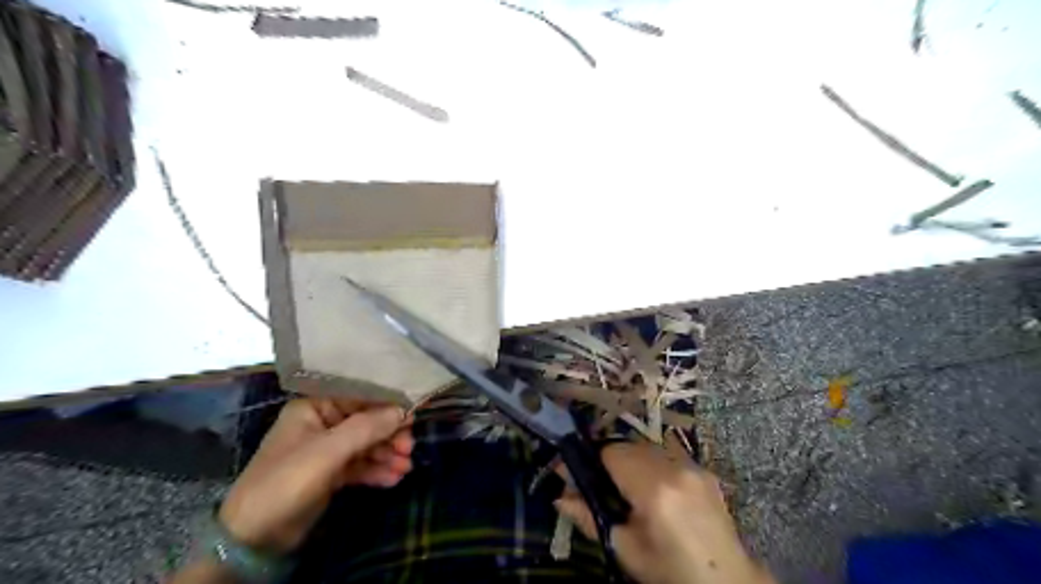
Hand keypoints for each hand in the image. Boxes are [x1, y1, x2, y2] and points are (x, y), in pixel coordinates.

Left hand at [219, 400, 414, 553]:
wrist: (253, 539)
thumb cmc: (286, 482)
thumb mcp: (328, 452)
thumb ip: (367, 427)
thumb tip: (404, 410)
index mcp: (314, 407)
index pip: (359, 396)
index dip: (387, 403)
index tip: (413, 414)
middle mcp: (322, 423)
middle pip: (366, 421)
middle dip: (390, 434)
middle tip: (409, 447)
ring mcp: (327, 450)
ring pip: (366, 444)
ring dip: (387, 454)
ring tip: (406, 467)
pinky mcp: (331, 473)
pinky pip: (361, 465)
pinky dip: (377, 470)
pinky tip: (394, 478)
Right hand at [557, 443, 766, 582]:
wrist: (725, 580)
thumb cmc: (670, 571)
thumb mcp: (625, 550)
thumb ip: (589, 518)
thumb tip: (559, 498)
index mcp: (654, 489)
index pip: (611, 452)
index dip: (591, 460)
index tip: (577, 472)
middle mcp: (675, 468)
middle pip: (628, 445)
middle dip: (610, 460)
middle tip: (601, 484)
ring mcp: (693, 466)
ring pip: (648, 447)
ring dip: (632, 460)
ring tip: (629, 487)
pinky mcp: (704, 470)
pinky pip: (668, 455)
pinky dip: (654, 464)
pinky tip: (654, 488)